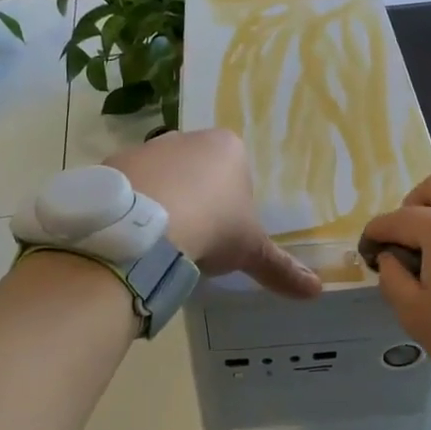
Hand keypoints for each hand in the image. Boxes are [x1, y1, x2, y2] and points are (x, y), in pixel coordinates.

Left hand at [107, 129, 321, 299]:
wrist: (146, 228)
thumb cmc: (213, 227)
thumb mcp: (250, 251)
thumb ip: (281, 268)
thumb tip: (317, 291)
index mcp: (226, 147)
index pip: (235, 169)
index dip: (232, 201)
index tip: (225, 229)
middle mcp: (185, 138)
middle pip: (196, 168)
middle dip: (196, 197)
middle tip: (196, 235)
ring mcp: (146, 148)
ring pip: (160, 175)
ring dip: (162, 201)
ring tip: (162, 241)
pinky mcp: (113, 165)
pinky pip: (128, 187)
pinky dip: (132, 207)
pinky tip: (135, 235)